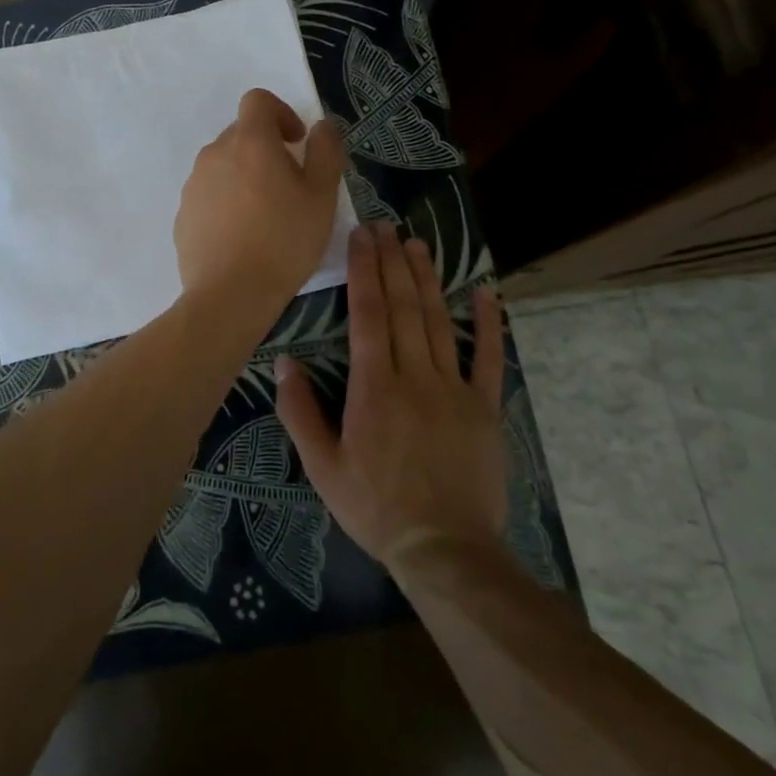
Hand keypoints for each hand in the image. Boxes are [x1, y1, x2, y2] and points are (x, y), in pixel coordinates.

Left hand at [174, 88, 345, 310]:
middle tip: (290, 184)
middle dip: (266, 148)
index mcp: (249, 142)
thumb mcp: (321, 196)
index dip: (281, 112)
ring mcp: (193, 185)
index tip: (297, 142)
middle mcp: (214, 154)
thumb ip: (325, 151)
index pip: (257, 100)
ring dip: (245, 175)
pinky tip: (242, 236)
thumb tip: (322, 125)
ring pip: (224, 165)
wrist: (230, 294)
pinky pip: (209, 194)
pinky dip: (226, 202)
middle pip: (241, 134)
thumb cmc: (284, 241)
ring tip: (266, 214)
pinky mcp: (183, 214)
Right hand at [276, 222, 508, 569]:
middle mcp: (415, 376)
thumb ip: (300, 412)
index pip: (369, 314)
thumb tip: (285, 361)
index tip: (361, 237)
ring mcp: (455, 389)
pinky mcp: (485, 407)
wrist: (445, 549)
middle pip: (403, 307)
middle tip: (385, 226)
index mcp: (374, 387)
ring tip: (418, 244)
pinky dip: (489, 323)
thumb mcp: (322, 467)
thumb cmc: (375, 507)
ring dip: (428, 279)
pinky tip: (485, 292)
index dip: (364, 271)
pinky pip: (489, 358)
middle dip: (392, 262)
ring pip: (439, 322)